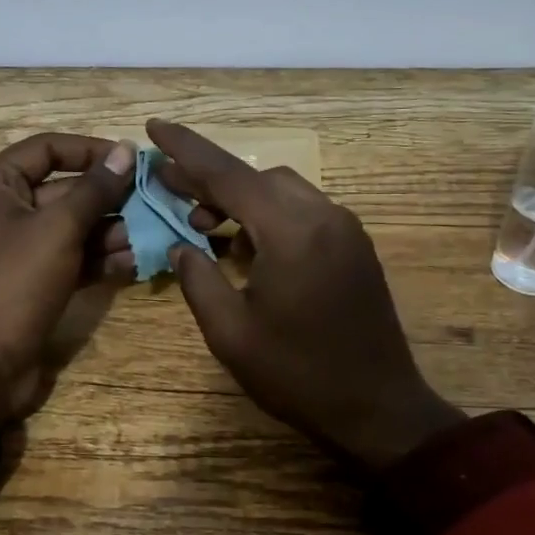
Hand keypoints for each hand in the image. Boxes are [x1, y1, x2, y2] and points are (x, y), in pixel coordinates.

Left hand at [0, 134, 136, 420]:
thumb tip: (126, 150)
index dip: (90, 149)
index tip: (132, 160)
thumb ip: (95, 189)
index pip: (47, 149)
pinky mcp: (35, 280)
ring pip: (73, 226)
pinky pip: (72, 256)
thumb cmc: (15, 283)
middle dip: (108, 197)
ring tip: (151, 234)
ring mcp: (20, 248)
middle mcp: (4, 209)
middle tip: (154, 200)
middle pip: (64, 188)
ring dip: (111, 230)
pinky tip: (136, 262)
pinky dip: (100, 258)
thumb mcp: (59, 229)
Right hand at [147, 120, 460, 476]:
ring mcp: (345, 229)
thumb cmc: (298, 375)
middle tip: (168, 189)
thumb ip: (197, 279)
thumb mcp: (231, 333)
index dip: (186, 149)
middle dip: (209, 179)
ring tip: (202, 225)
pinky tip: (245, 245)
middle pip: (256, 176)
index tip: (154, 124)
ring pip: (281, 190)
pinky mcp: (354, 246)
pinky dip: (268, 215)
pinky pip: (303, 211)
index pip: (227, 174)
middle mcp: (323, 215)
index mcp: (291, 231)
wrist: (380, 410)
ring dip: (239, 198)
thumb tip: (181, 245)